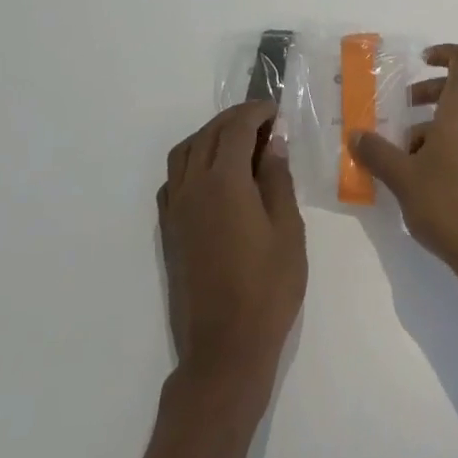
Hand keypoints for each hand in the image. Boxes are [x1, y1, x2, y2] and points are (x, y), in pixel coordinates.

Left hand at [158, 102, 306, 396]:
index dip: (256, 112)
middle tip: (264, 120)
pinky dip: (192, 161)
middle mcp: (192, 187)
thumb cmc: (268, 288)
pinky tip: (214, 176)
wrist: (225, 347)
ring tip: (240, 142)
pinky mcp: (169, 230)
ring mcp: (175, 209)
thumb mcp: (288, 230)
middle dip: (235, 119)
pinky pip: (174, 179)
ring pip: (185, 153)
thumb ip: (278, 180)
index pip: (235, 128)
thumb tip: (272, 143)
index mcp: (224, 182)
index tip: (277, 110)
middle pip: (208, 135)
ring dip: (210, 136)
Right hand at [347, 45, 457, 294]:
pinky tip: (417, 178)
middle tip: (397, 113)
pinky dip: (442, 146)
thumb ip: (376, 151)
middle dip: (425, 96)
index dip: (445, 53)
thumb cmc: (447, 201)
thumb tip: (356, 135)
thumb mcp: (402, 176)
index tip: (420, 61)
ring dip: (428, 127)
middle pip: (457, 91)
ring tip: (398, 155)